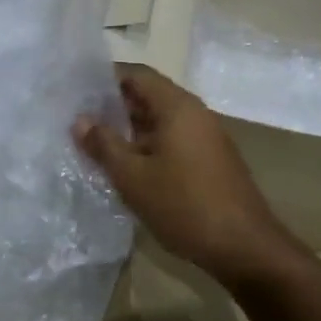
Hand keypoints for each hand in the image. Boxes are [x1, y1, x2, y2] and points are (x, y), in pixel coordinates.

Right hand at [74, 64, 295, 286]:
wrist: (243, 246)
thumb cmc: (184, 205)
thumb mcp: (133, 177)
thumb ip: (104, 145)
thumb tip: (80, 120)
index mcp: (177, 106)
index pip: (137, 74)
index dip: (106, 77)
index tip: (77, 88)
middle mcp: (194, 113)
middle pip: (149, 95)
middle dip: (114, 105)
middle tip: (79, 118)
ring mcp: (205, 136)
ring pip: (160, 120)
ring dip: (130, 128)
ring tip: (95, 142)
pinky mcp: (209, 159)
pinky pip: (172, 139)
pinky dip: (147, 144)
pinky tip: (126, 165)